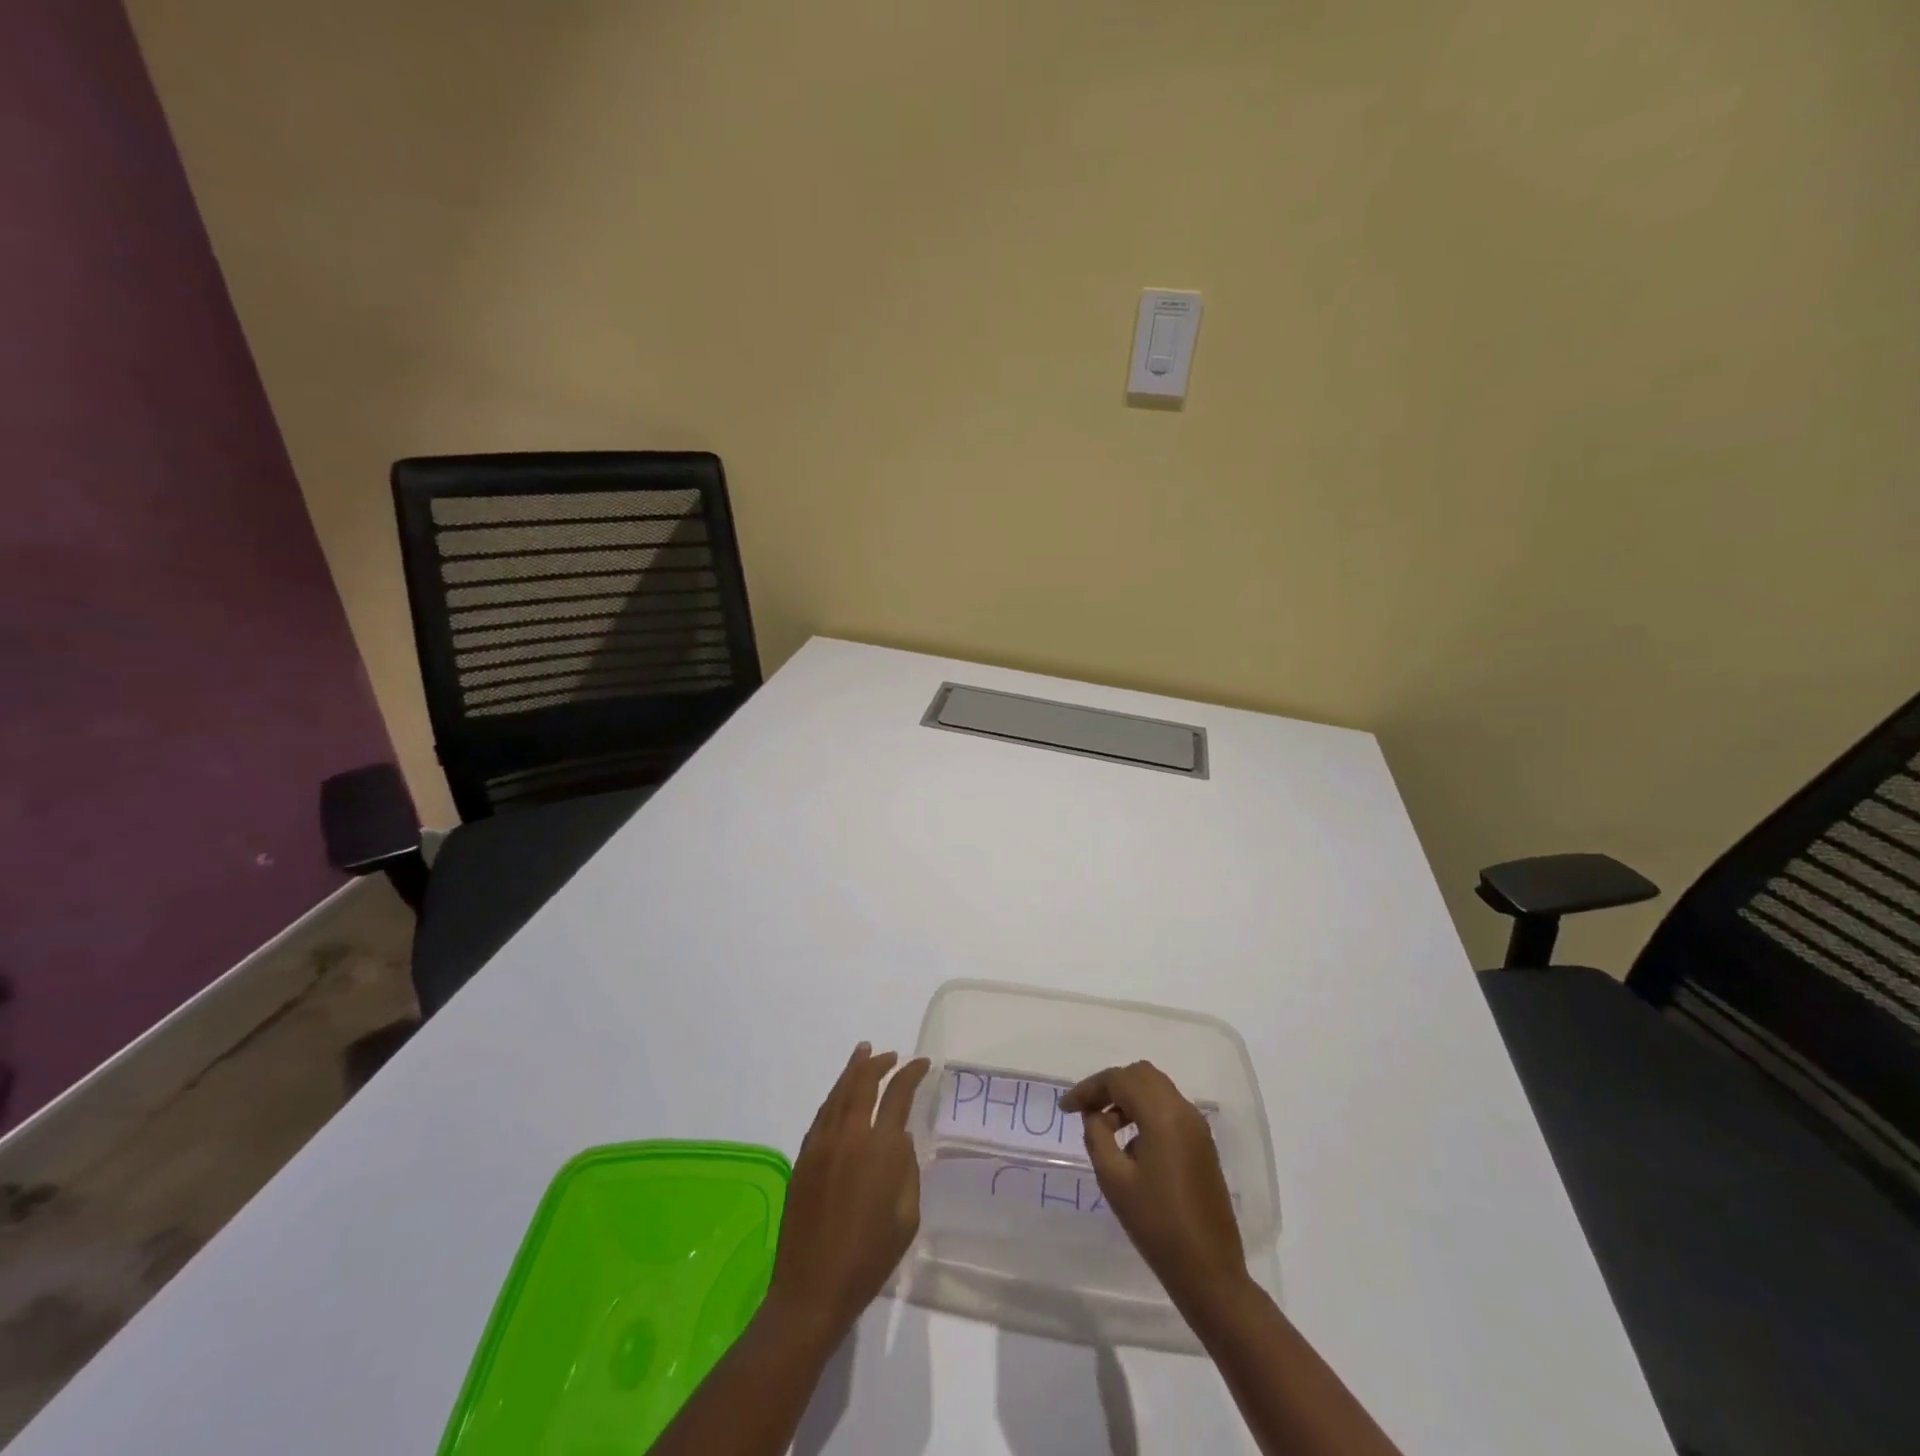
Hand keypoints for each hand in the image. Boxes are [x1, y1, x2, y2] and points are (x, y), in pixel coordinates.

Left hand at [766, 1043, 931, 1343]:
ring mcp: (822, 1144)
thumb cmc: (869, 1259)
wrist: (812, 1290)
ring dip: (853, 1070)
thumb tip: (901, 1140)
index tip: (923, 1064)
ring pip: (838, 1093)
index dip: (911, 1074)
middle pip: (863, 1083)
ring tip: (863, 1054)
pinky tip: (840, 1094)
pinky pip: (822, 1114)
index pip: (898, 1095)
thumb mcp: (907, 1218)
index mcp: (881, 1150)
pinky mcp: (804, 1157)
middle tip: (891, 1054)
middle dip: (879, 1063)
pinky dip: (835, 1096)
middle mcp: (850, 1136)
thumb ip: (908, 1171)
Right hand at [1060, 1060, 1248, 1312]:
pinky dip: (1145, 1112)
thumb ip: (1097, 1136)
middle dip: (1110, 1086)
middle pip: (1141, 1075)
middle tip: (1086, 1110)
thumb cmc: (1156, 1225)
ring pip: (1156, 1089)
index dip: (1089, 1089)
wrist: (1209, 1272)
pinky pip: (1169, 1109)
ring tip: (1104, 1128)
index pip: (1119, 1080)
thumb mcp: (1114, 1180)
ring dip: (1128, 1098)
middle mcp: (1183, 1110)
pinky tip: (1130, 1144)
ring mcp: (1197, 1127)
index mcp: (1163, 1115)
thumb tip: (1095, 1115)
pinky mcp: (1202, 1144)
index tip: (1065, 1109)